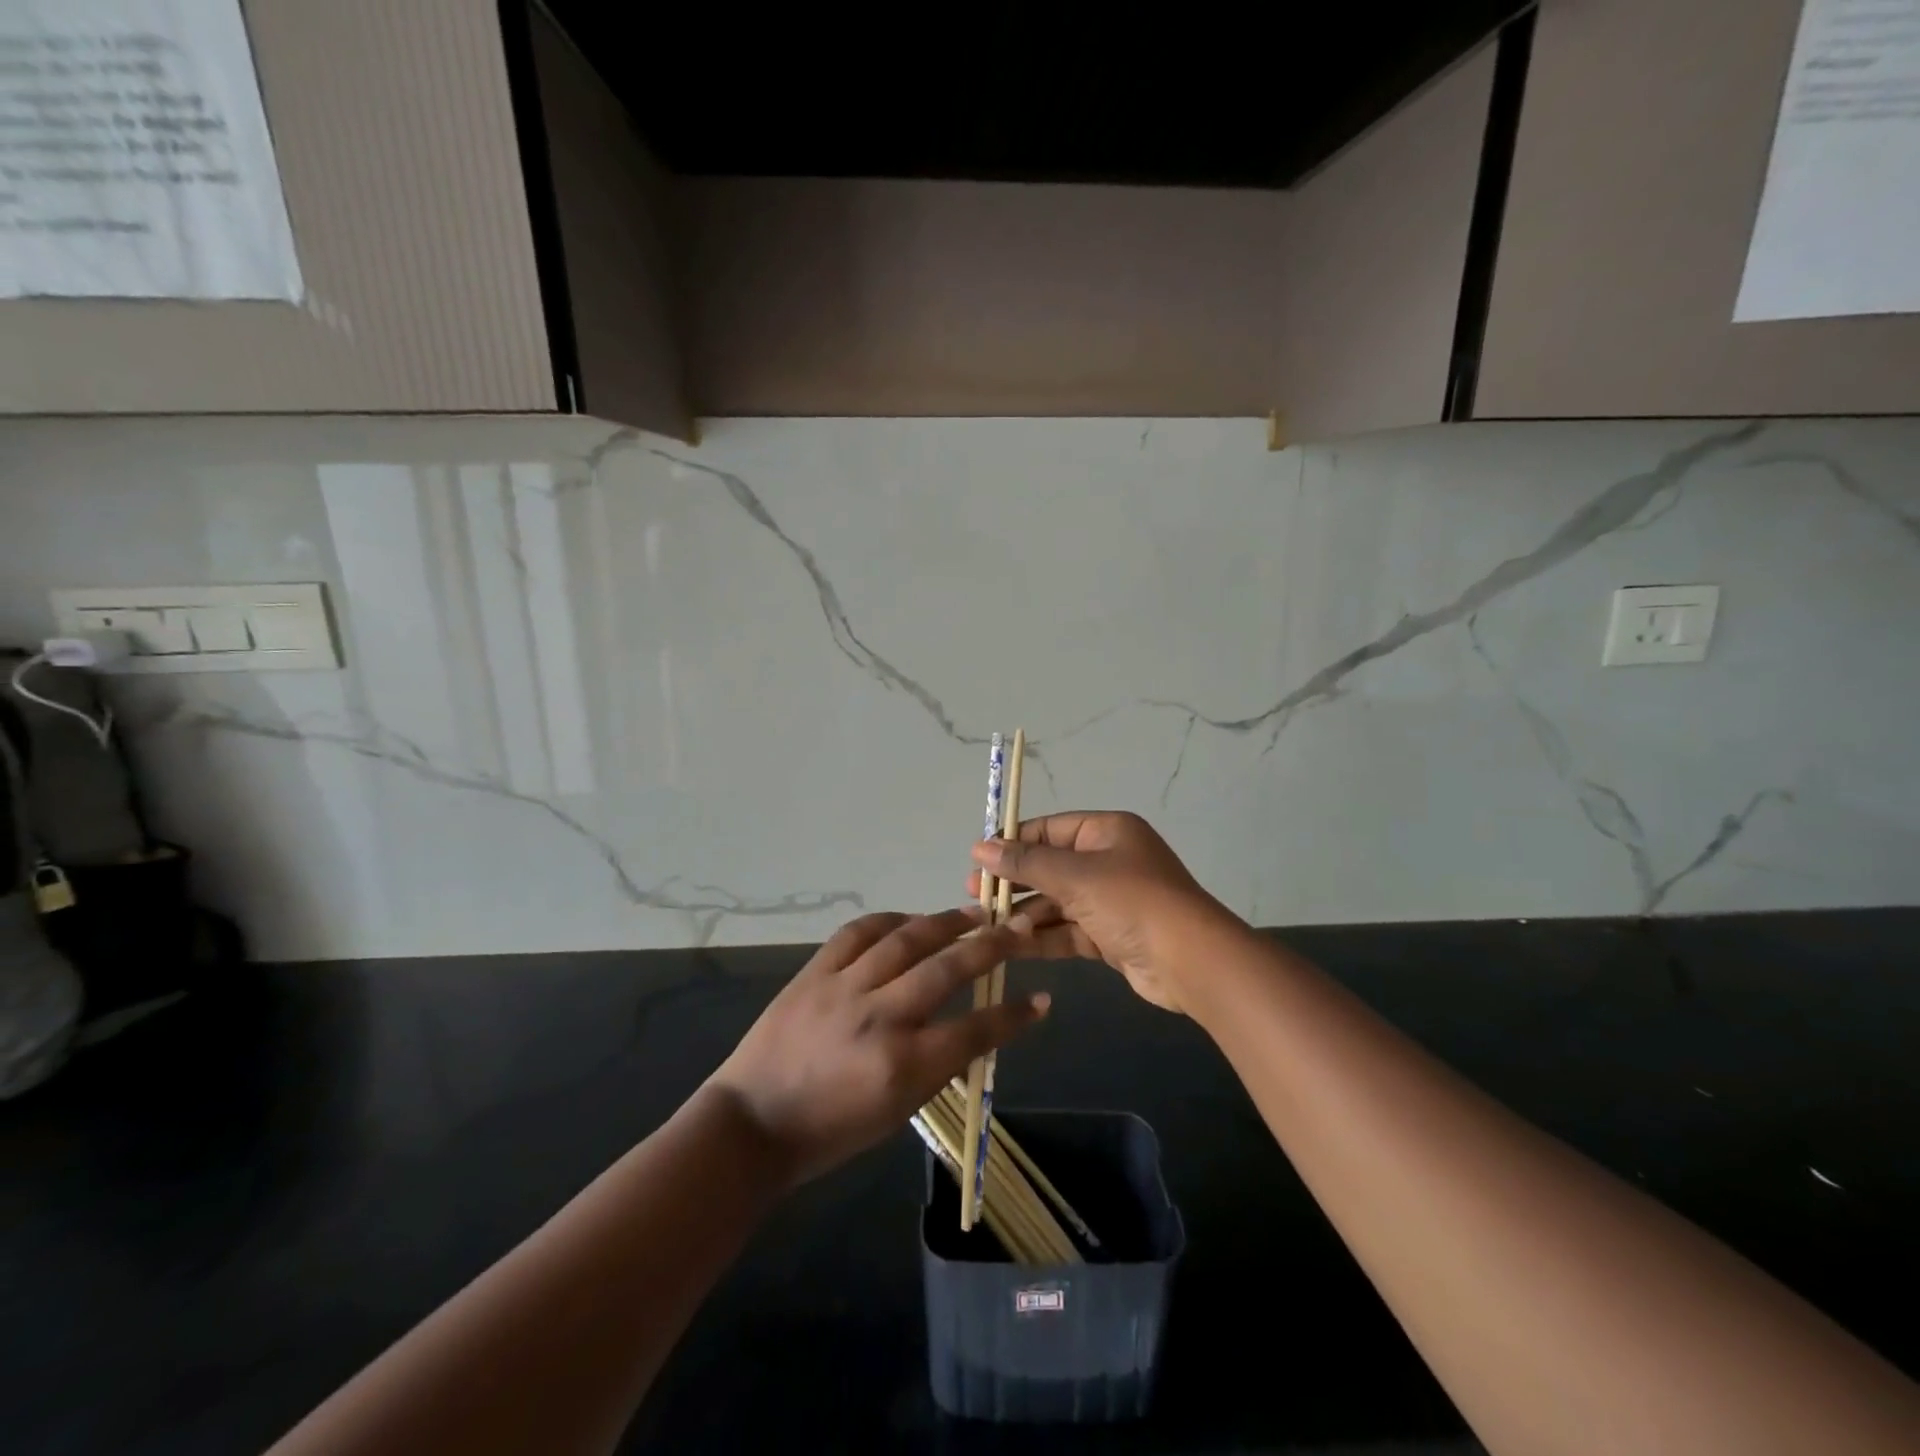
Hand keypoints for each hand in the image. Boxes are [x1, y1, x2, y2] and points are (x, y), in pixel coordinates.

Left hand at [707, 908, 1048, 1186]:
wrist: (752, 1122)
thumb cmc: (829, 1132)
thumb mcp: (896, 1114)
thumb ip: (937, 1067)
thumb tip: (971, 1030)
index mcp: (902, 1066)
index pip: (975, 1031)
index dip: (1014, 1016)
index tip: (1041, 1000)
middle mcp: (879, 1018)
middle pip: (947, 970)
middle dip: (991, 946)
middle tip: (1017, 928)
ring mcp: (844, 988)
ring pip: (906, 940)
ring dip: (946, 923)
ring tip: (974, 913)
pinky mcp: (815, 972)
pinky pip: (858, 932)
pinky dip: (889, 921)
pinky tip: (910, 920)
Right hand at [969, 811, 1232, 1014]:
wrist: (1190, 961)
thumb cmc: (1132, 901)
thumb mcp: (1075, 876)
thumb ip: (1026, 862)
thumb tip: (980, 846)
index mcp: (1105, 832)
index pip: (1047, 830)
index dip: (1012, 843)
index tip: (977, 860)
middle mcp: (1108, 860)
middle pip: (1049, 866)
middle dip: (1013, 882)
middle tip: (974, 896)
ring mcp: (1110, 900)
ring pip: (1056, 902)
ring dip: (1024, 913)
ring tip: (986, 926)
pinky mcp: (1110, 936)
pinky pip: (1067, 930)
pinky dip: (1042, 937)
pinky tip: (1011, 945)